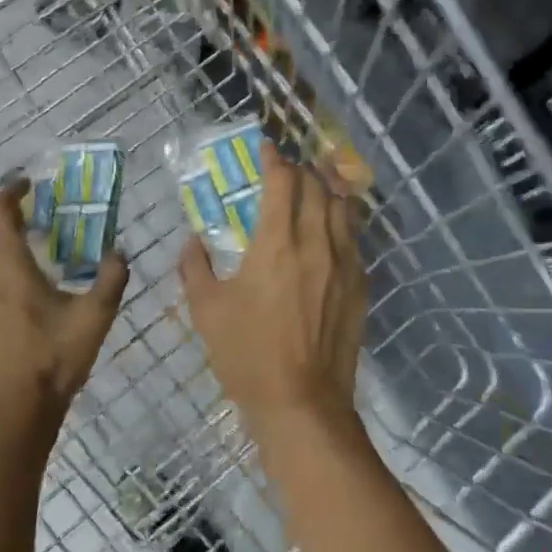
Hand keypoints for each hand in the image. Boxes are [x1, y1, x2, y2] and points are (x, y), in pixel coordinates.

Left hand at [0, 180, 127, 449]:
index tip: (27, 186)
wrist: (7, 420)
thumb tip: (119, 252)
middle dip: (5, 223)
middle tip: (35, 225)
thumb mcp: (94, 319)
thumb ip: (111, 279)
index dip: (9, 194)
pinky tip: (10, 304)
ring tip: (25, 264)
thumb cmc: (51, 362)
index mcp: (7, 267)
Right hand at [180, 152, 365, 440]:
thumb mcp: (207, 311)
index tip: (266, 149)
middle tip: (286, 170)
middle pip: (317, 187)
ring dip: (327, 189)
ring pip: (343, 208)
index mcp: (277, 243)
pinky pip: (354, 238)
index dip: (274, 159)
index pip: (282, 182)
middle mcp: (316, 243)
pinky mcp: (360, 284)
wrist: (302, 402)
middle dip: (301, 170)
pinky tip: (331, 228)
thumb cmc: (248, 355)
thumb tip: (191, 242)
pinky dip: (342, 221)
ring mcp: (344, 263)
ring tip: (314, 186)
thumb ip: (194, 268)